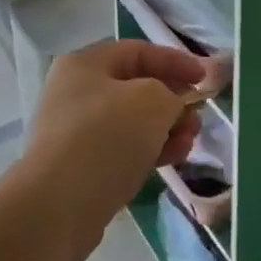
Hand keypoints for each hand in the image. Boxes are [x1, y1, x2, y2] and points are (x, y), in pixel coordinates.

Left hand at [15, 40, 208, 260]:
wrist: (56, 208)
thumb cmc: (106, 137)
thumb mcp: (152, 101)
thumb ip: (172, 94)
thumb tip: (172, 105)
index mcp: (86, 64)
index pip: (139, 52)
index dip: (176, 61)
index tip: (204, 79)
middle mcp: (76, 92)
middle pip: (136, 88)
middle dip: (172, 101)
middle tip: (197, 117)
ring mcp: (75, 131)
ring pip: (132, 122)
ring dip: (165, 129)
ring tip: (190, 142)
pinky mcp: (80, 167)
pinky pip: (123, 149)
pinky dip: (149, 150)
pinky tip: (173, 159)